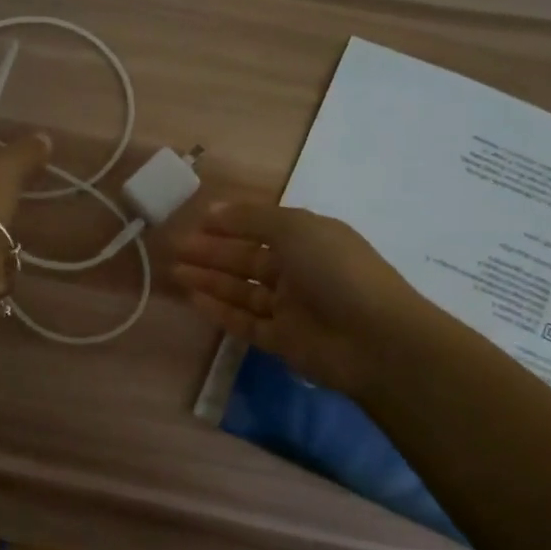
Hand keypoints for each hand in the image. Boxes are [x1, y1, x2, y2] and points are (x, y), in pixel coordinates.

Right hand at [171, 202, 423, 399]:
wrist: (375, 340)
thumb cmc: (337, 271)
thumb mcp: (295, 228)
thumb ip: (252, 218)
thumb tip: (214, 209)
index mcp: (308, 239)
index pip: (261, 227)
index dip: (229, 224)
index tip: (195, 221)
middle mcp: (298, 271)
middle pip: (247, 259)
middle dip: (212, 252)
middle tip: (176, 248)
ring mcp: (290, 307)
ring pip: (242, 290)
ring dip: (210, 279)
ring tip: (175, 271)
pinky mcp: (282, 340)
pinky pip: (245, 321)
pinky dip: (220, 310)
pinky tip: (193, 299)